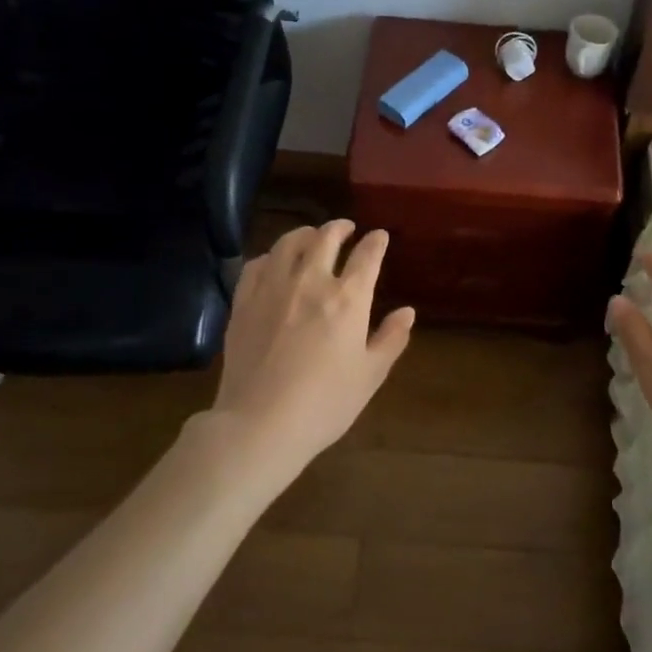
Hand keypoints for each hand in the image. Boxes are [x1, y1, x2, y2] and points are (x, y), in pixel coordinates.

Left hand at [209, 219, 414, 478]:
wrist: (260, 423)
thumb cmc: (325, 404)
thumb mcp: (370, 375)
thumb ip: (391, 339)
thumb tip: (407, 312)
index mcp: (348, 299)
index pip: (367, 256)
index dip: (376, 242)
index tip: (380, 236)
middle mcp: (311, 282)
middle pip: (326, 238)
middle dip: (340, 228)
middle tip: (346, 228)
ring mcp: (273, 288)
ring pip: (288, 243)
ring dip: (305, 233)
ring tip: (311, 236)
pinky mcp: (243, 302)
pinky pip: (257, 264)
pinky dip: (271, 256)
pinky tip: (274, 262)